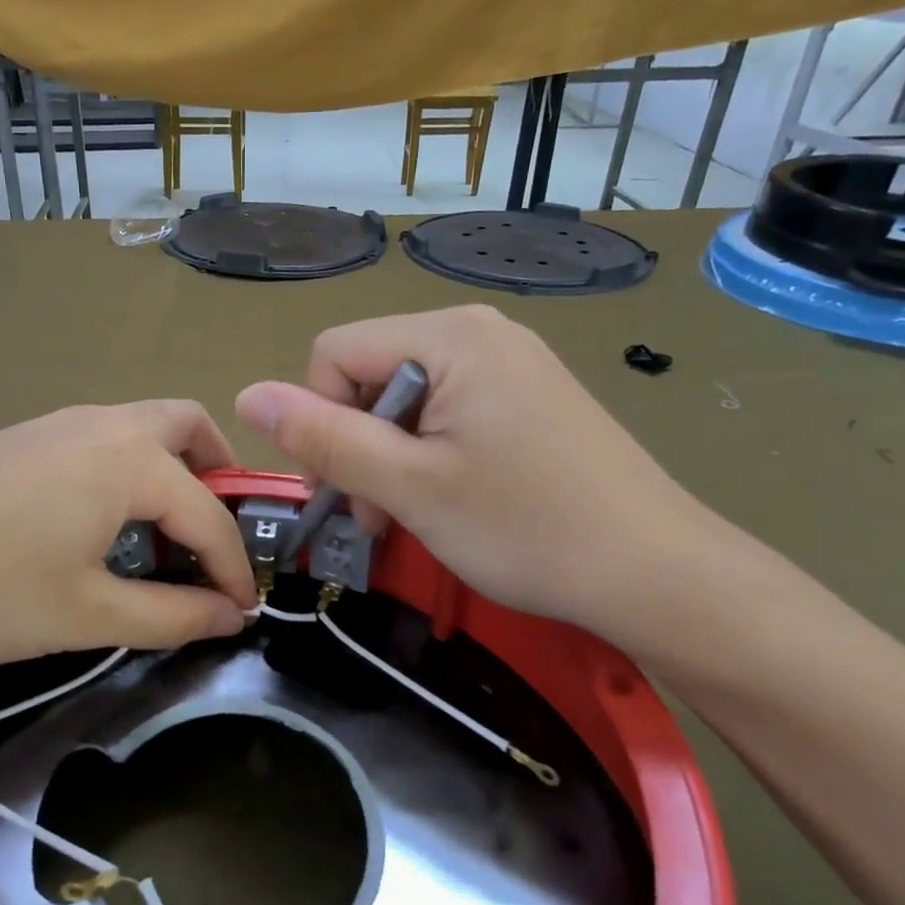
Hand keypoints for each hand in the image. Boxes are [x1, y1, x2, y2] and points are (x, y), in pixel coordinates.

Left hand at [0, 402, 256, 678]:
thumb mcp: (91, 615)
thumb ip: (173, 616)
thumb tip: (230, 617)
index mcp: (130, 460)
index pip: (207, 513)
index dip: (233, 564)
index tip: (243, 608)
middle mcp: (103, 424)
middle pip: (186, 425)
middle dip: (217, 473)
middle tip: (216, 529)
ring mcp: (59, 422)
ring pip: (141, 426)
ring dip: (171, 469)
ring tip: (164, 530)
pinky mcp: (26, 436)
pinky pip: (102, 439)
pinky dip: (128, 468)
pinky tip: (102, 520)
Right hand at [235, 305, 726, 656]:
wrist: (659, 574)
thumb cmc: (526, 528)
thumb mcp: (409, 486)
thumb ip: (323, 437)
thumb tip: (245, 395)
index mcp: (450, 336)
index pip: (334, 354)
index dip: (319, 420)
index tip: (345, 491)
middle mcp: (480, 330)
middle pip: (369, 372)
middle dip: (357, 442)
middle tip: (380, 514)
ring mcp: (510, 361)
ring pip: (405, 396)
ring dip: (390, 455)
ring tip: (416, 512)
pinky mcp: (528, 394)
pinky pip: (449, 408)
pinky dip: (429, 452)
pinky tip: (453, 497)